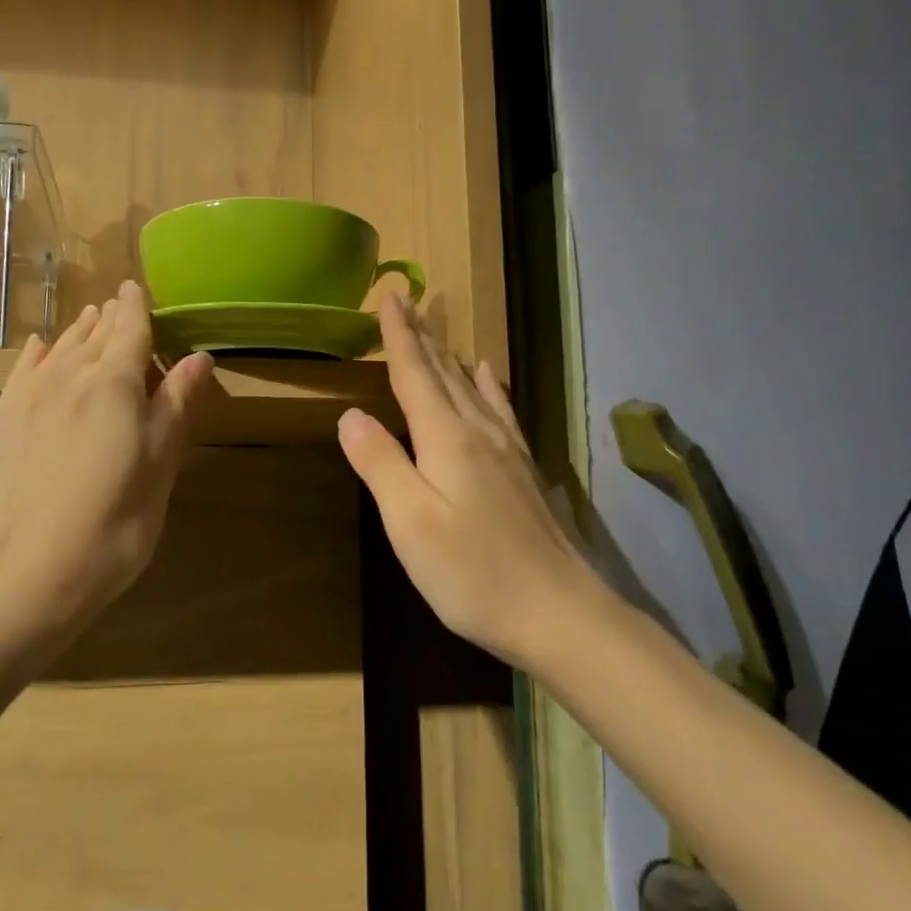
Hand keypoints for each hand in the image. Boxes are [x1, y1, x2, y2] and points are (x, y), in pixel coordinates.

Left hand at [0, 281, 212, 655]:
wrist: (22, 576)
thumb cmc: (113, 524)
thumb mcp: (160, 466)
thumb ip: (176, 405)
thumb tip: (199, 356)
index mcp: (113, 383)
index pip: (129, 328)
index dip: (136, 306)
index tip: (136, 287)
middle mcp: (66, 376)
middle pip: (93, 334)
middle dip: (109, 317)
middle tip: (118, 304)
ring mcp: (24, 398)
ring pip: (56, 348)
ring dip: (77, 331)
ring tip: (89, 318)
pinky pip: (21, 371)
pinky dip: (35, 353)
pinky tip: (37, 346)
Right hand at [337, 296, 597, 664]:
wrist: (560, 613)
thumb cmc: (473, 573)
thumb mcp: (411, 523)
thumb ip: (381, 464)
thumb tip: (351, 415)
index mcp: (447, 440)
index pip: (415, 375)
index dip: (399, 337)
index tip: (390, 297)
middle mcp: (479, 433)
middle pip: (444, 373)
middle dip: (422, 336)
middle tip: (407, 301)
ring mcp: (507, 450)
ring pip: (471, 387)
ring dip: (448, 355)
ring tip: (436, 329)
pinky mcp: (523, 470)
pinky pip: (500, 410)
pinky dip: (488, 385)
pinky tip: (487, 374)